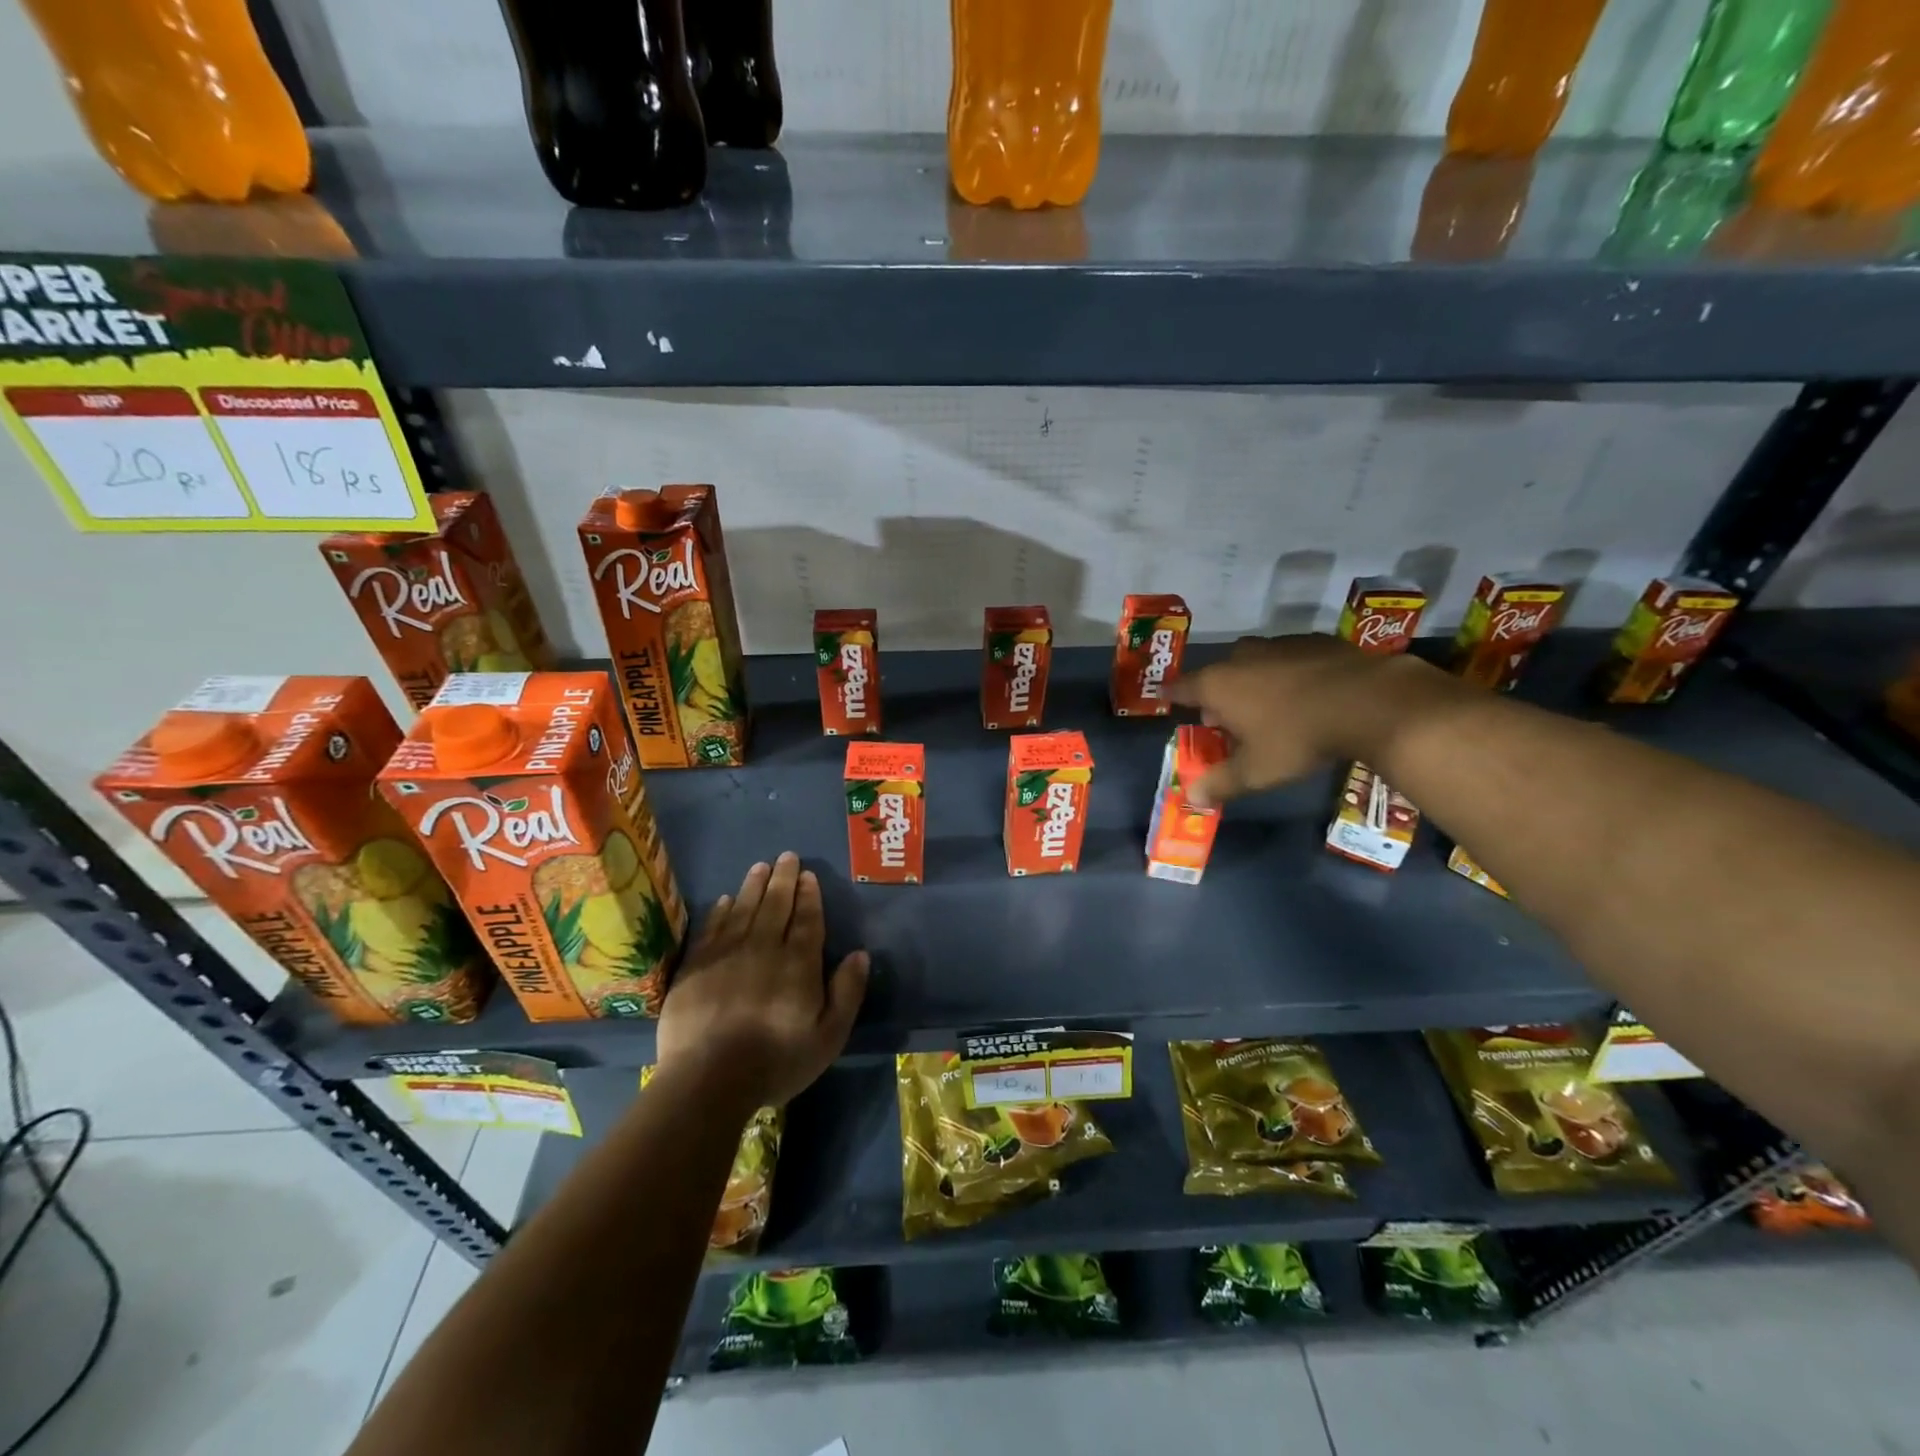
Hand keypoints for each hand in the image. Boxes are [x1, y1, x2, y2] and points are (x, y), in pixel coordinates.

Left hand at [656, 852, 869, 1109]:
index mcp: (798, 963)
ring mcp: (726, 954)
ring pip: (744, 909)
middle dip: (783, 879)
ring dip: (753, 885)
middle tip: (786, 856)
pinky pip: (712, 928)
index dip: (809, 895)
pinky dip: (721, 910)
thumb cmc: (776, 1061)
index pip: (807, 919)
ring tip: (760, 866)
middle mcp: (764, 948)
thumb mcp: (828, 1037)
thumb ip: (847, 993)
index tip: (808, 875)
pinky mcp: (696, 967)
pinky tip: (726, 900)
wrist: (708, 1080)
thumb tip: (860, 954)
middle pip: (775, 905)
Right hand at [1170, 634, 1453, 805]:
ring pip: (1253, 662)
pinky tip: (1305, 692)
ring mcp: (1279, 644)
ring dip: (1252, 681)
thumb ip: (1220, 783)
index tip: (1168, 700)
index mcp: (1217, 685)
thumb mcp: (1256, 771)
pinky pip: (1288, 657)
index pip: (1181, 687)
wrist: (1368, 701)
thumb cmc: (1297, 737)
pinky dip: (1287, 673)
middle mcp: (1241, 657)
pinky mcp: (1314, 641)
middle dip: (1217, 694)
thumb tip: (1190, 797)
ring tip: (1267, 706)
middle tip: (1227, 718)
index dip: (1172, 695)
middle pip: (1217, 673)